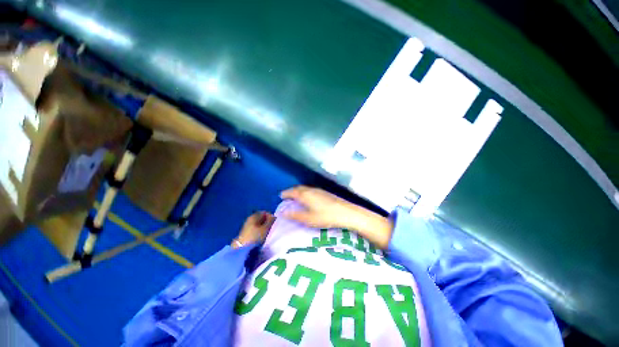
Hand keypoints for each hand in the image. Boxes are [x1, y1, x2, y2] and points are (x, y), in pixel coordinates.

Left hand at [234, 211, 275, 247]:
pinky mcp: (246, 232)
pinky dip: (260, 231)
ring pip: (259, 224)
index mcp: (254, 215)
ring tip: (267, 233)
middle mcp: (250, 218)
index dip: (271, 217)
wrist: (241, 248)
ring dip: (264, 227)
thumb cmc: (255, 237)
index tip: (274, 223)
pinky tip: (262, 237)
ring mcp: (247, 225)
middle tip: (271, 228)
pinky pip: (256, 228)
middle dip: (267, 222)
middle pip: (262, 218)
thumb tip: (274, 216)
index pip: (265, 212)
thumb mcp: (266, 228)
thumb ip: (271, 221)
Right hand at [280, 186, 392, 248]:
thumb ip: (295, 215)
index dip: (286, 193)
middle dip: (291, 191)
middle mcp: (311, 190)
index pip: (292, 192)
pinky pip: (311, 189)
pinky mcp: (325, 192)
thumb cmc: (326, 217)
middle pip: (298, 188)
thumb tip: (282, 212)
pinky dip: (305, 191)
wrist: (346, 212)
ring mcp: (319, 190)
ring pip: (305, 188)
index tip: (280, 196)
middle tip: (287, 196)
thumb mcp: (308, 219)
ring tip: (296, 196)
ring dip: (299, 191)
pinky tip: (309, 197)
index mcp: (305, 195)